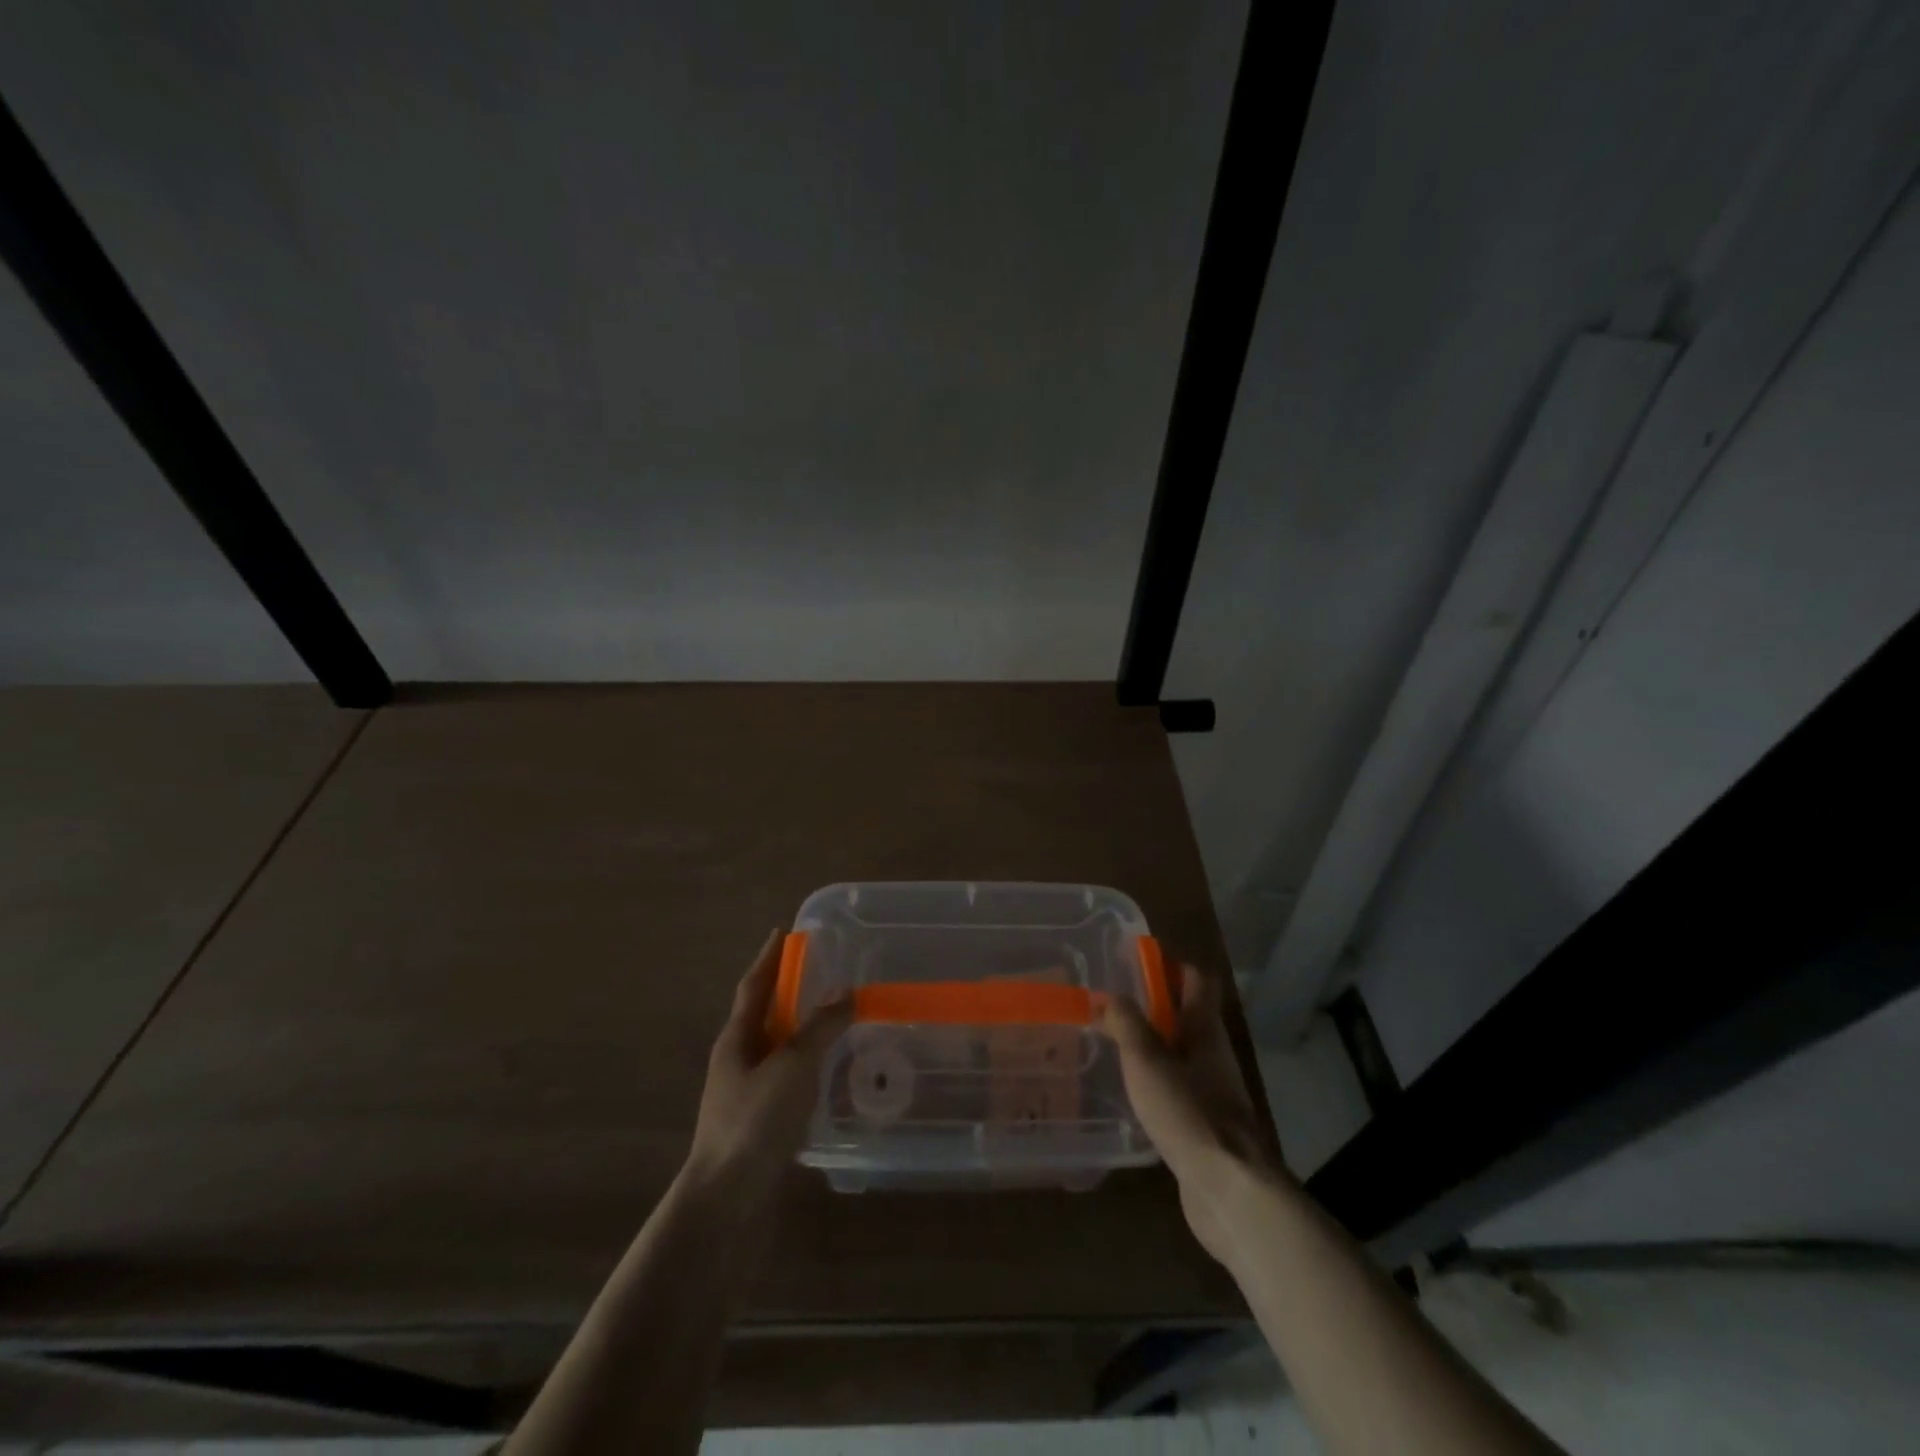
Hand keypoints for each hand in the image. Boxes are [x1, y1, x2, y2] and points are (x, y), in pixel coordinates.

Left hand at [686, 929, 851, 1194]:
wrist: (726, 1201)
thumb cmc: (755, 1122)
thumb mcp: (793, 1066)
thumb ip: (820, 1027)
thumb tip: (846, 991)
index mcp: (736, 1039)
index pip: (754, 986)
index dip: (769, 958)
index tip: (783, 933)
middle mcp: (737, 1060)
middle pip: (764, 1015)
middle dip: (788, 992)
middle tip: (821, 972)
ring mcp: (747, 1093)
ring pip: (777, 1049)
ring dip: (800, 1029)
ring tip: (833, 1017)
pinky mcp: (760, 1122)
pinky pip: (787, 1079)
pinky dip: (807, 1065)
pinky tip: (829, 1073)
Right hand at [1104, 963, 1283, 1264]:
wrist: (1228, 1190)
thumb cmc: (1187, 1112)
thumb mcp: (1146, 1060)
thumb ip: (1126, 1023)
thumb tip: (1110, 996)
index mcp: (1204, 1029)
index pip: (1198, 980)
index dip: (1170, 966)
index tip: (1135, 965)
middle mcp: (1213, 1054)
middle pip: (1187, 1016)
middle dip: (1153, 1008)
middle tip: (1111, 1008)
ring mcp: (1214, 1092)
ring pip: (1181, 1054)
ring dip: (1153, 1046)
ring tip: (1113, 1048)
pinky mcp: (1207, 1125)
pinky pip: (1179, 1089)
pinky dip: (1157, 1082)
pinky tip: (1131, 1095)